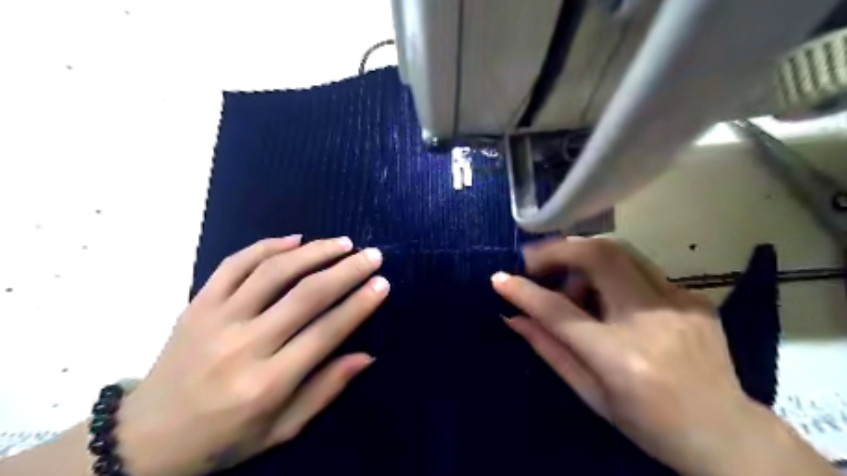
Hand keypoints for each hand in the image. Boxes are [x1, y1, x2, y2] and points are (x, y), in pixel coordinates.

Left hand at [113, 236, 386, 475]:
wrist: (146, 438)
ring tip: (342, 243)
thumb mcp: (282, 429)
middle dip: (346, 271)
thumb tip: (367, 356)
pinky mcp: (197, 305)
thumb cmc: (224, 438)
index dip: (359, 304)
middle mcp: (244, 346)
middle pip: (306, 295)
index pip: (326, 332)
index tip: (382, 283)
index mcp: (268, 383)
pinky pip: (234, 264)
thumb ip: (326, 389)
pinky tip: (295, 239)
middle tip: (372, 255)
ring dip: (314, 252)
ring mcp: (216, 320)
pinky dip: (267, 246)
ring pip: (273, 272)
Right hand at [493, 238, 831, 475]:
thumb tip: (513, 317)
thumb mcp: (590, 394)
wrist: (727, 434)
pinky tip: (608, 296)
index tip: (499, 278)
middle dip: (557, 249)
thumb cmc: (649, 424)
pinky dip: (612, 274)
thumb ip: (549, 349)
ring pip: (620, 252)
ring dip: (583, 257)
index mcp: (621, 358)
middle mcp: (651, 321)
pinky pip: (641, 270)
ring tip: (571, 282)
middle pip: (598, 257)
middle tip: (534, 259)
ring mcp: (679, 304)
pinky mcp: (694, 298)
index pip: (559, 312)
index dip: (524, 291)